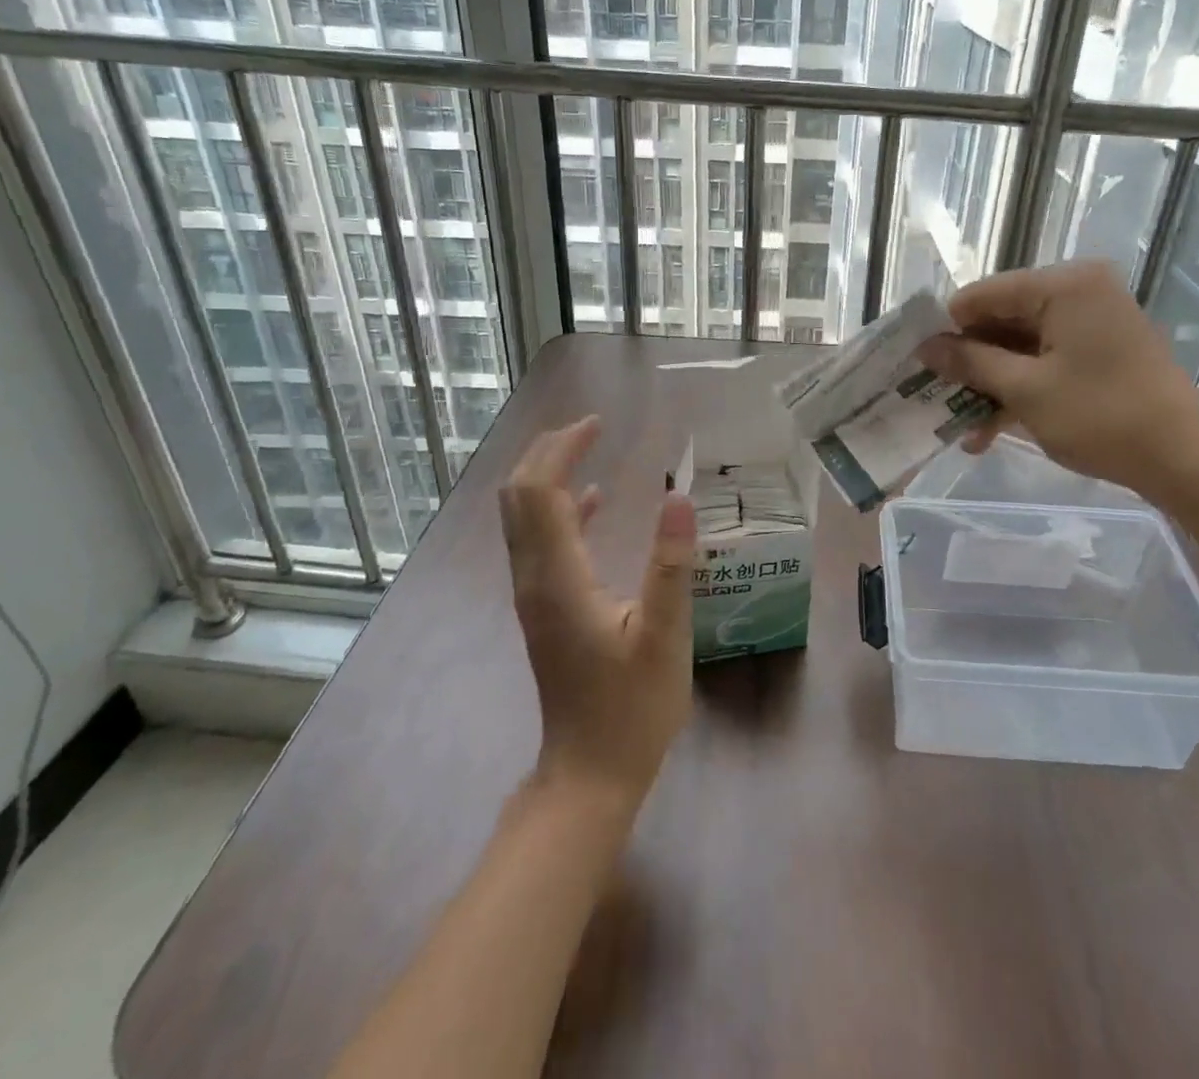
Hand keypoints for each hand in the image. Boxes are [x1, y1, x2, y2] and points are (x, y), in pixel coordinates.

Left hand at [499, 416, 698, 804]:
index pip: (540, 492)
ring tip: (586, 447)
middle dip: (546, 453)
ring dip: (547, 477)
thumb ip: (671, 565)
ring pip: (523, 518)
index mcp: (558, 578)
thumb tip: (680, 496)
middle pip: (519, 497)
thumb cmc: (632, 707)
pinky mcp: (544, 609)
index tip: (598, 424)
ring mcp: (534, 596)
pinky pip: (540, 542)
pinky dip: (559, 510)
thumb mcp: (665, 636)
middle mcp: (534, 579)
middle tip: (589, 428)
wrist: (590, 774)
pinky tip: (591, 502)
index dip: (562, 450)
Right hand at [917, 260, 1198, 502]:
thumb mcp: (1025, 390)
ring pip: (1021, 344)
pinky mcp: (1100, 348)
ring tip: (964, 429)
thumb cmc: (1101, 417)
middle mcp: (1079, 291)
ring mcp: (1092, 320)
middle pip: (1001, 318)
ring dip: (991, 383)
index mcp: (1063, 286)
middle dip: (969, 362)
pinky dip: (1020, 388)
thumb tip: (926, 346)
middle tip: (937, 399)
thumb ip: (971, 361)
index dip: (947, 328)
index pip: (984, 294)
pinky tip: (992, 429)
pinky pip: (1045, 358)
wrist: (1184, 458)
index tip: (918, 364)